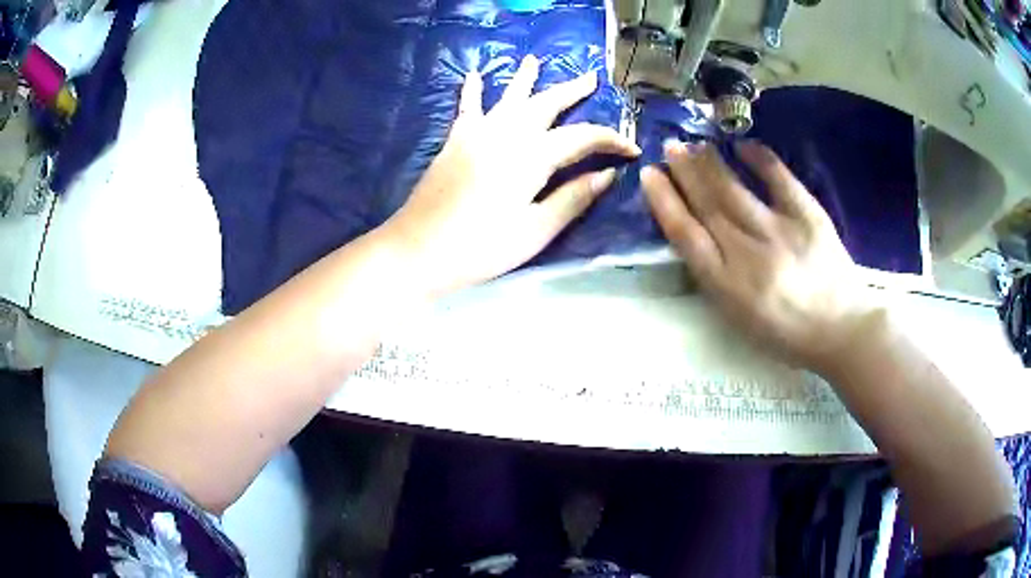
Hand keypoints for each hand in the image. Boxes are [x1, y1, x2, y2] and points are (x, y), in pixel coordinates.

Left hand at [381, 55, 639, 296]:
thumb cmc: (480, 247)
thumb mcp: (535, 230)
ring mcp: (477, 134)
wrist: (418, 249)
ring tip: (535, 61)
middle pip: (547, 104)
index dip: (611, 141)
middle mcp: (507, 134)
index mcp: (532, 157)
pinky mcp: (455, 142)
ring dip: (525, 79)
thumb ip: (572, 199)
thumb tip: (608, 175)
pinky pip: (468, 108)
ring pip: (509, 97)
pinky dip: (473, 90)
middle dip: (572, 91)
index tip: (631, 150)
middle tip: (591, 78)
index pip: (582, 138)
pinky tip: (474, 75)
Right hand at [641, 140, 876, 372]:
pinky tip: (742, 144)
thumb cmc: (786, 331)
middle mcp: (748, 255)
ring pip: (735, 190)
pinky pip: (779, 179)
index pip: (687, 235)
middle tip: (669, 146)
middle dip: (684, 172)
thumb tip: (696, 233)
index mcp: (727, 286)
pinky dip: (759, 158)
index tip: (650, 176)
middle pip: (708, 205)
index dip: (665, 202)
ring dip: (711, 163)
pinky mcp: (808, 216)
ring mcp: (780, 232)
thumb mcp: (739, 317)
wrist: (840, 330)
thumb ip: (715, 277)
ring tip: (695, 144)